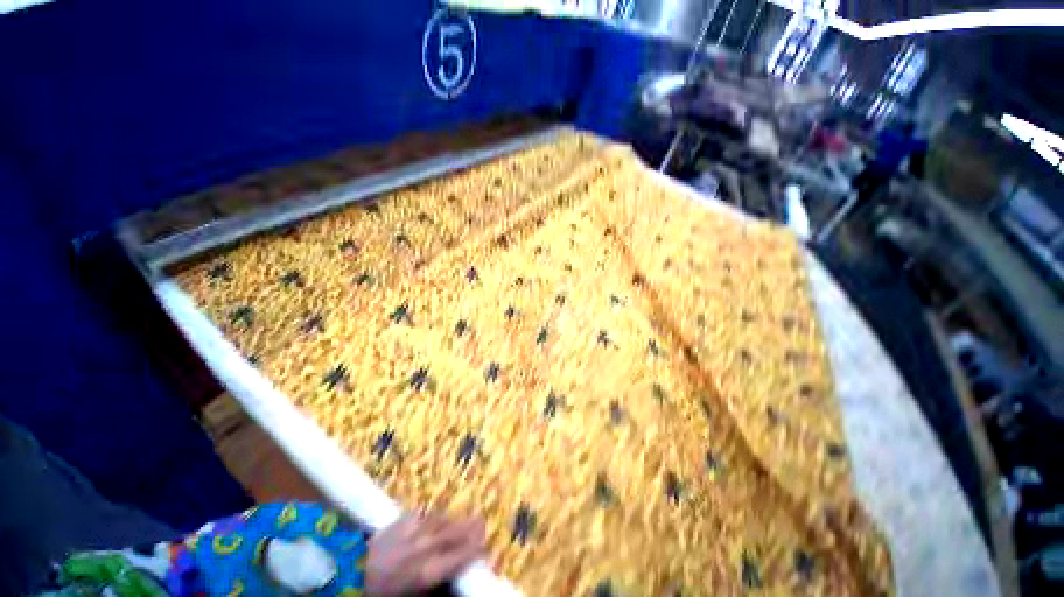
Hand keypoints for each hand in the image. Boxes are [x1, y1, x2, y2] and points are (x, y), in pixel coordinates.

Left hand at [364, 512, 485, 595]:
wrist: (349, 575)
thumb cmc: (387, 591)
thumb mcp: (416, 594)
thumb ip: (435, 583)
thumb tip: (450, 574)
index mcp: (431, 571)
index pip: (461, 556)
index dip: (476, 549)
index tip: (486, 545)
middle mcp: (422, 550)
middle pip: (451, 535)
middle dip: (469, 527)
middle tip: (482, 520)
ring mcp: (405, 535)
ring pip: (434, 522)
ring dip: (450, 518)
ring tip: (462, 515)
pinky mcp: (389, 526)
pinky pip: (414, 516)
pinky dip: (427, 515)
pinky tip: (432, 514)